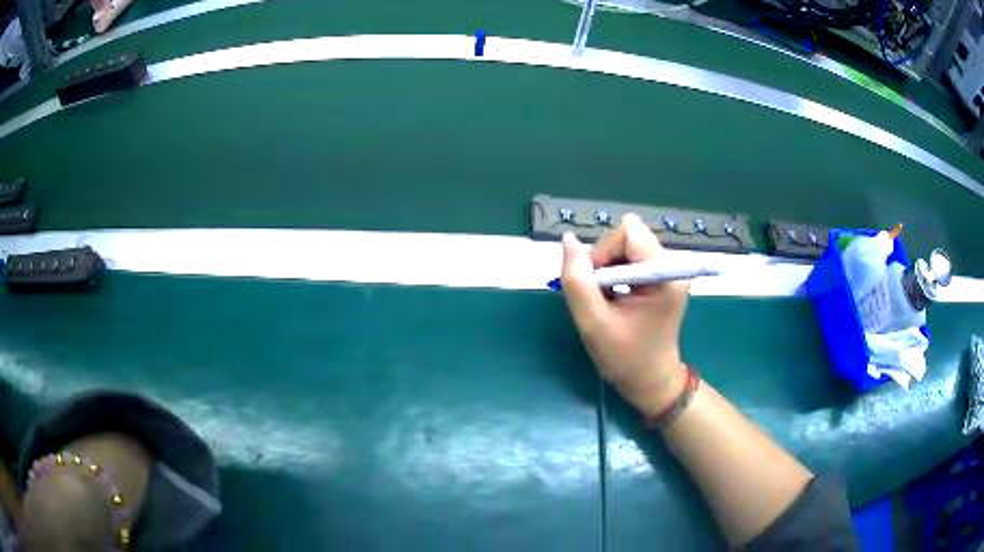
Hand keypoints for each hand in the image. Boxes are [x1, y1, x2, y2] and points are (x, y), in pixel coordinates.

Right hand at [560, 214, 689, 416]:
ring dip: (608, 268)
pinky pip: (631, 257)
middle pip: (628, 236)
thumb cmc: (625, 358)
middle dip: (605, 260)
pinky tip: (615, 297)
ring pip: (626, 245)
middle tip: (600, 295)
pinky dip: (615, 273)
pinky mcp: (661, 277)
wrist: (650, 381)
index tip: (595, 284)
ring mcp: (667, 271)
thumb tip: (568, 240)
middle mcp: (670, 266)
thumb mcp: (593, 323)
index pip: (628, 231)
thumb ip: (577, 281)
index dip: (603, 251)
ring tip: (607, 299)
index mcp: (663, 275)